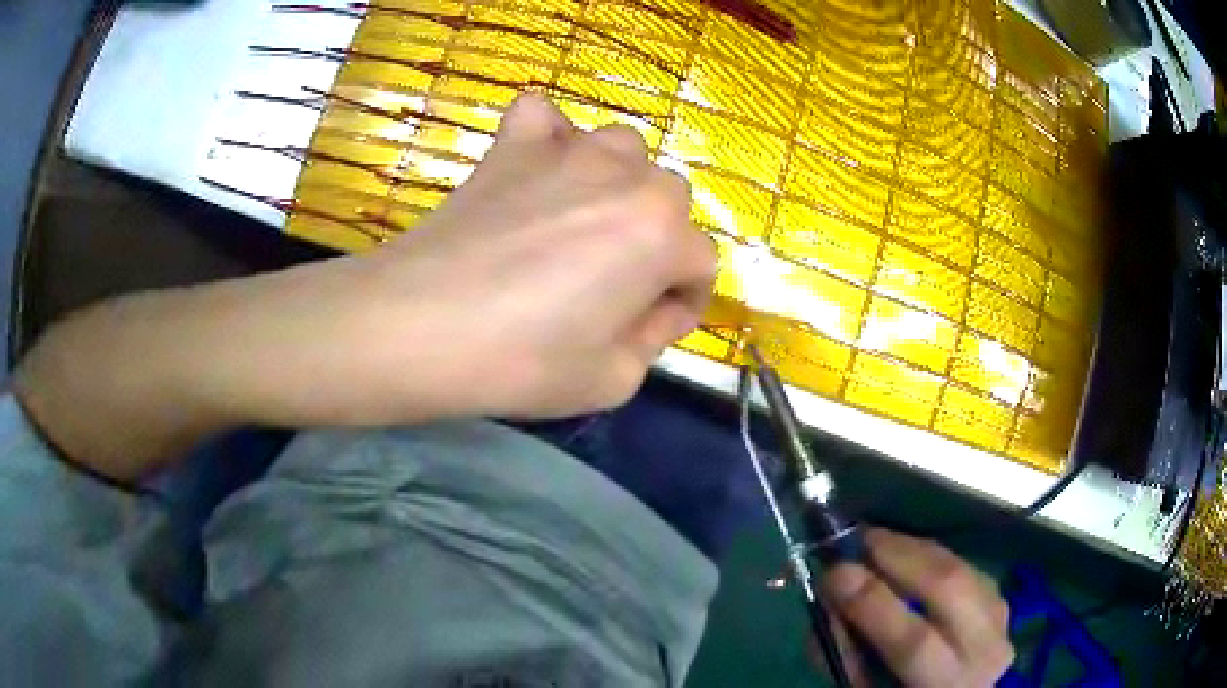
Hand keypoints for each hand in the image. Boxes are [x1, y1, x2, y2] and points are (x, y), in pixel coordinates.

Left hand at [356, 93, 716, 417]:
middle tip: (615, 283)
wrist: (419, 327)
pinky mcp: (513, 146)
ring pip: (623, 149)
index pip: (702, 264)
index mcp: (661, 234)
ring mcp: (568, 151)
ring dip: (618, 183)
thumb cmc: (522, 361)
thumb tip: (655, 310)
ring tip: (583, 221)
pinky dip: (550, 137)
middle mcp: (628, 177)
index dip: (682, 302)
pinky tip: (538, 169)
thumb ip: (653, 340)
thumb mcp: (613, 381)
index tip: (651, 326)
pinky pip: (545, 117)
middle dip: (657, 242)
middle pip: (670, 200)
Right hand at [821, 529, 1014, 686]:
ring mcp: (999, 620)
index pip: (914, 642)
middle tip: (860, 539)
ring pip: (961, 568)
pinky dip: (933, 556)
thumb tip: (832, 597)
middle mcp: (983, 650)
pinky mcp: (1002, 600)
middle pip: (950, 589)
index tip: (834, 572)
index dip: (874, 603)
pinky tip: (908, 555)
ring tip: (878, 541)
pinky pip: (965, 567)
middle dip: (901, 556)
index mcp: (945, 685)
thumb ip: (849, 653)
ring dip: (915, 549)